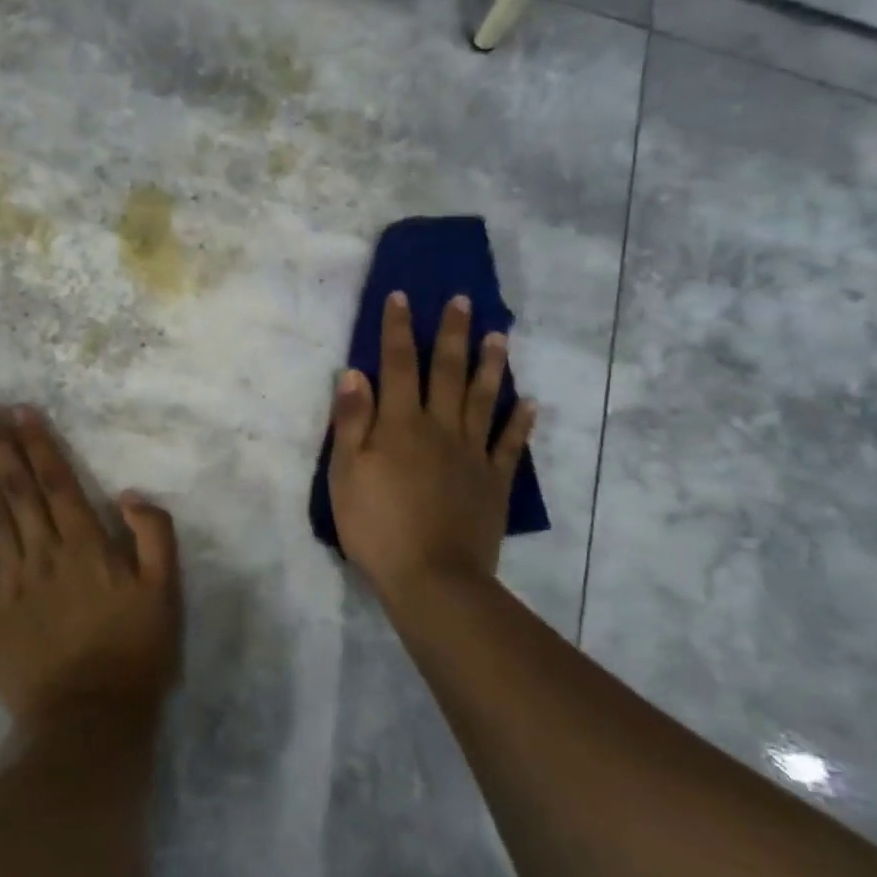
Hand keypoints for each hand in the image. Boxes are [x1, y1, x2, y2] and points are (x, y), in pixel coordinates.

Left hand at [0, 404, 181, 738]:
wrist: (90, 724)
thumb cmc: (135, 655)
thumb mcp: (166, 592)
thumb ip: (154, 535)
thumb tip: (126, 492)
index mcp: (86, 545)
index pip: (57, 481)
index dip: (38, 443)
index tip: (18, 410)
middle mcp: (42, 553)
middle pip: (17, 489)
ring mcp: (9, 584)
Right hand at [327, 292, 536, 598]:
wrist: (432, 579)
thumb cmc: (377, 526)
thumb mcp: (345, 473)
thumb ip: (351, 422)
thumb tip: (355, 372)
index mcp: (400, 424)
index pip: (397, 365)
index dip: (398, 329)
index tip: (403, 297)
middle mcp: (440, 428)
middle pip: (447, 372)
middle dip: (452, 333)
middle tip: (462, 301)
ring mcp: (472, 454)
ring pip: (484, 399)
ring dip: (491, 365)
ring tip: (500, 336)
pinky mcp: (494, 481)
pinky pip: (510, 444)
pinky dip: (522, 422)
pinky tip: (531, 403)